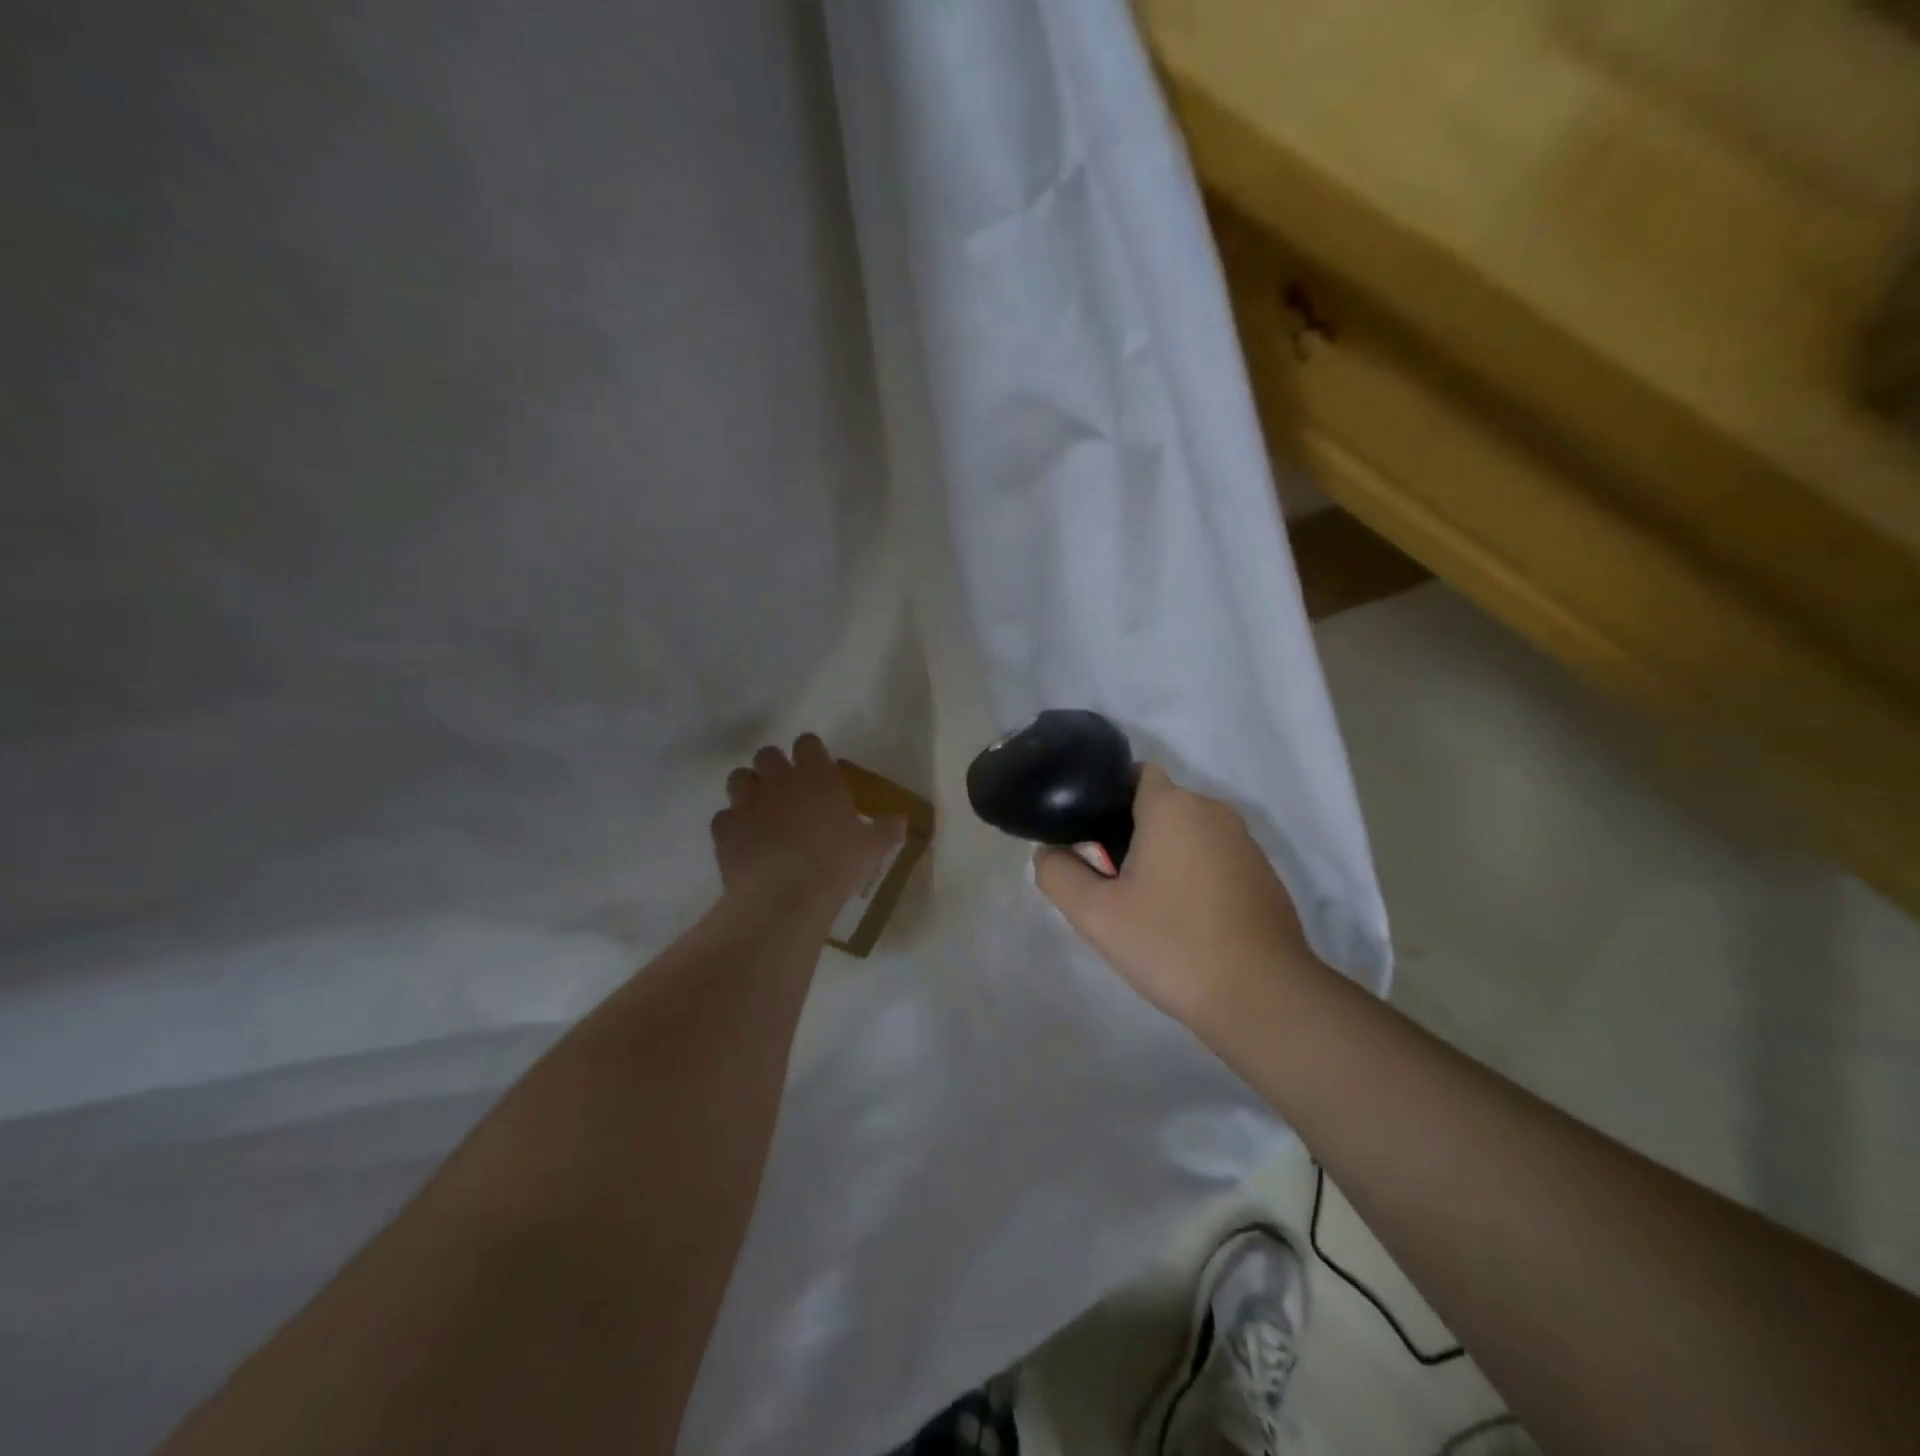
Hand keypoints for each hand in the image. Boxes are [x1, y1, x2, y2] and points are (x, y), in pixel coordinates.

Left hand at [711, 735, 897, 909]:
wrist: (784, 895)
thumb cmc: (836, 864)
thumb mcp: (872, 848)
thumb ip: (887, 829)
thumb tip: (902, 820)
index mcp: (817, 776)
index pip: (807, 743)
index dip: (810, 753)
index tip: (817, 768)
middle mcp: (778, 780)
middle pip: (767, 754)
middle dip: (774, 767)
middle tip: (787, 790)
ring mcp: (747, 803)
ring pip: (738, 778)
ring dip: (748, 789)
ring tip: (761, 810)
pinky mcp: (724, 830)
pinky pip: (723, 817)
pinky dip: (732, 825)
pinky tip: (744, 841)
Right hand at [1034, 764, 1320, 1035]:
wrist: (1263, 999)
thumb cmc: (1172, 945)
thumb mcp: (1096, 914)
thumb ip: (1059, 874)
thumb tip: (1049, 852)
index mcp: (1174, 806)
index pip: (1133, 774)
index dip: (1104, 798)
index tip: (1087, 836)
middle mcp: (1214, 811)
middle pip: (1159, 805)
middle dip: (1129, 831)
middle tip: (1106, 879)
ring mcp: (1245, 843)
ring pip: (1187, 833)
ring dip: (1162, 855)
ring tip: (1142, 904)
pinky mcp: (1263, 874)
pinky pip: (1214, 857)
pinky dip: (1193, 874)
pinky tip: (1183, 920)